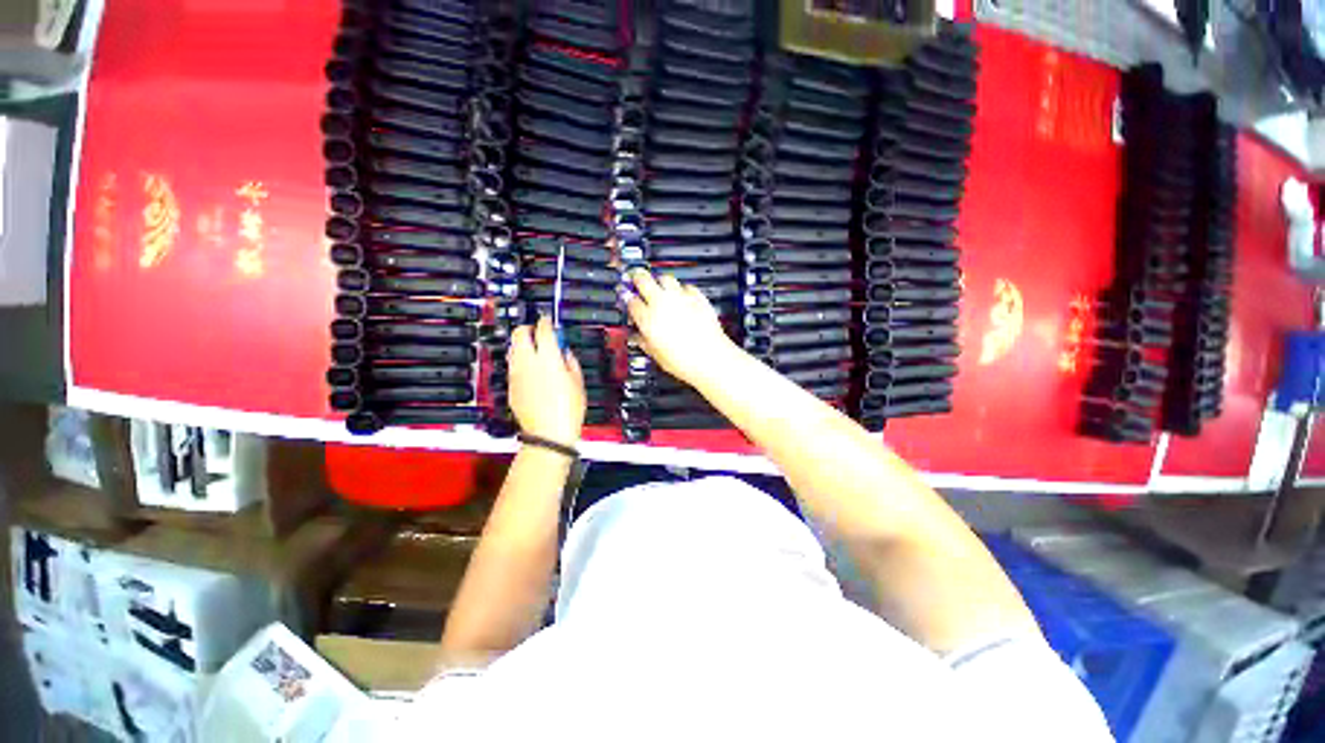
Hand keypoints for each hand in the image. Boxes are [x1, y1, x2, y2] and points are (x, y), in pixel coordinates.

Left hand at [508, 317, 585, 444]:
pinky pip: (513, 366)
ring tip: (537, 353)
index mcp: (547, 358)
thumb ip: (569, 361)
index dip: (546, 322)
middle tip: (539, 333)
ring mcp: (516, 374)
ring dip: (523, 345)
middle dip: (529, 328)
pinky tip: (533, 372)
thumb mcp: (578, 382)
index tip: (549, 321)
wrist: (548, 434)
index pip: (543, 329)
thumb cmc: (567, 410)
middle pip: (519, 333)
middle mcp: (527, 362)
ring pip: (513, 349)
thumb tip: (563, 352)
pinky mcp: (510, 386)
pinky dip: (521, 362)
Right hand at [625, 269, 737, 387]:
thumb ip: (643, 341)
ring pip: (665, 278)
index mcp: (647, 318)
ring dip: (659, 281)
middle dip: (637, 278)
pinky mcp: (697, 297)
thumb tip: (638, 336)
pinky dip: (681, 289)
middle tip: (636, 279)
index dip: (627, 298)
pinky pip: (686, 286)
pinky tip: (681, 296)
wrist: (710, 358)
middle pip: (643, 280)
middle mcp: (662, 303)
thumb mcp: (655, 354)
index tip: (627, 298)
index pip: (630, 301)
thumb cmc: (684, 361)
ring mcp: (680, 298)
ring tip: (658, 286)